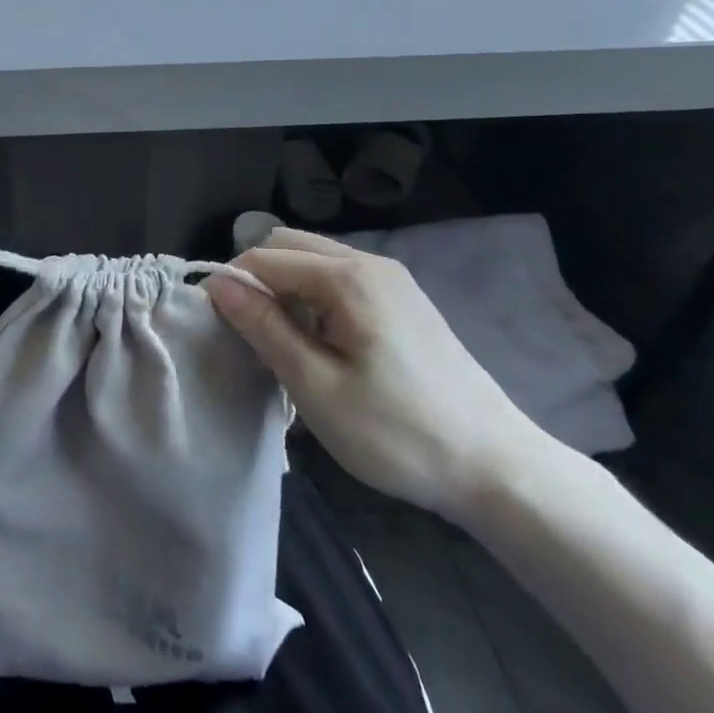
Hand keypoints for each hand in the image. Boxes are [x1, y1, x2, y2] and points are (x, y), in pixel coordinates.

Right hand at [205, 228, 549, 519]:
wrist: (495, 466)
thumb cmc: (397, 432)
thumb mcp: (316, 386)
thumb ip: (264, 327)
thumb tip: (218, 284)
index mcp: (347, 276)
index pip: (264, 256)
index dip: (233, 285)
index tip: (222, 330)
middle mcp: (370, 262)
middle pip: (289, 246)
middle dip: (259, 281)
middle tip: (254, 336)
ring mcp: (392, 278)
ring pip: (315, 260)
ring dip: (287, 289)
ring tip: (286, 345)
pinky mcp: (404, 299)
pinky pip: (341, 278)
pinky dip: (315, 298)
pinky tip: (323, 345)